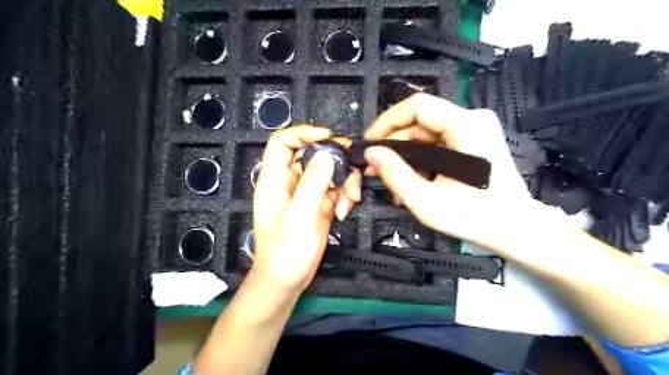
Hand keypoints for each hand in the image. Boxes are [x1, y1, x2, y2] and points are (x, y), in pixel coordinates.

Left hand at [250, 125, 360, 296]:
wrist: (286, 282)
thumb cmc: (284, 252)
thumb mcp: (298, 217)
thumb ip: (312, 184)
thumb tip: (326, 154)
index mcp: (275, 180)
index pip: (283, 143)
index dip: (303, 133)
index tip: (329, 137)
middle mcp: (291, 183)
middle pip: (314, 156)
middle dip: (336, 161)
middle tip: (353, 170)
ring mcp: (307, 194)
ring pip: (329, 173)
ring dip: (345, 182)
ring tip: (351, 200)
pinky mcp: (320, 206)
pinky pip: (336, 190)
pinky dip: (345, 196)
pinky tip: (345, 211)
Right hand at [364, 92, 530, 251]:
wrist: (513, 228)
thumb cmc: (474, 217)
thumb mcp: (426, 200)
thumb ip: (395, 174)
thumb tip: (371, 153)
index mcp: (466, 126)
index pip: (418, 106)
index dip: (388, 120)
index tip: (370, 141)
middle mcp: (473, 120)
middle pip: (421, 121)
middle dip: (394, 143)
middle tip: (375, 165)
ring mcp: (474, 129)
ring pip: (426, 133)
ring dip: (405, 154)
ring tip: (391, 177)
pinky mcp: (473, 140)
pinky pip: (437, 142)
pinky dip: (420, 158)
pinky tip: (410, 177)